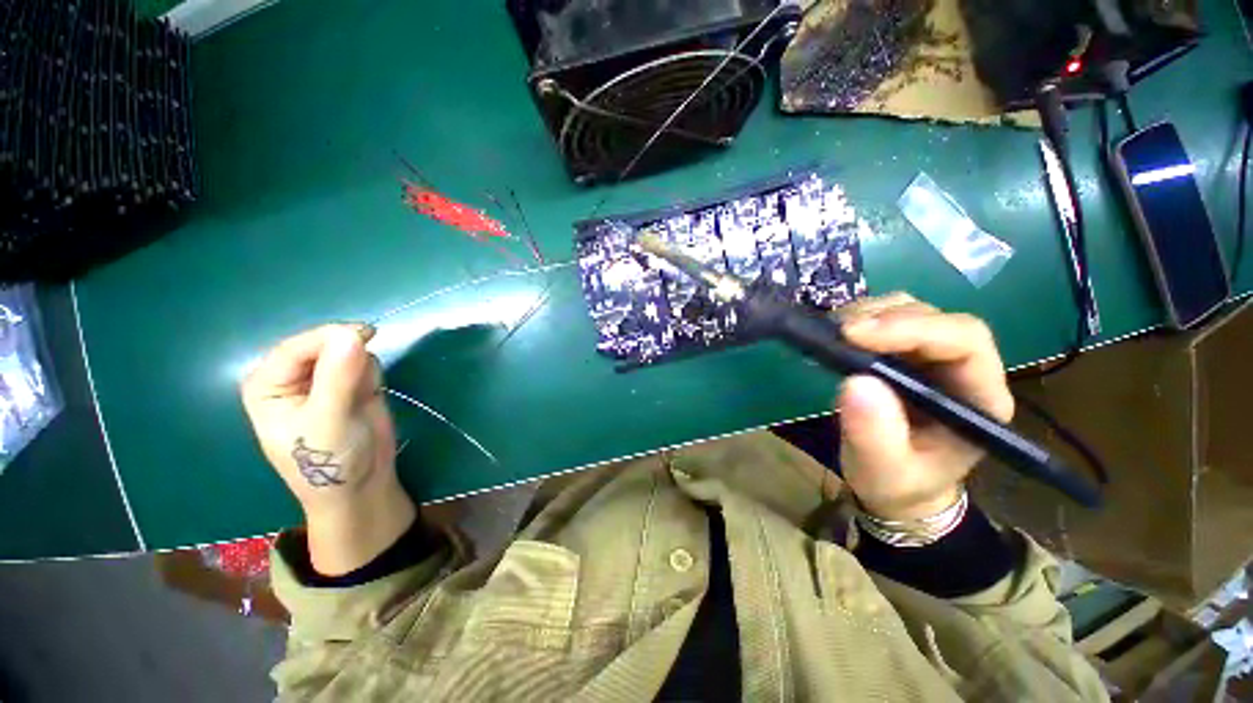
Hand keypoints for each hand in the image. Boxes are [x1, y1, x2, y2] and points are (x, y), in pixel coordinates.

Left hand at [241, 323, 414, 574]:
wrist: (361, 484)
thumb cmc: (329, 461)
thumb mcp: (329, 420)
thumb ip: (338, 376)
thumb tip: (352, 333)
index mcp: (269, 384)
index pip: (295, 348)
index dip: (327, 338)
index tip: (365, 335)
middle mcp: (293, 376)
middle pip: (323, 344)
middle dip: (348, 355)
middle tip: (365, 373)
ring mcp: (324, 378)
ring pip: (348, 350)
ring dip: (363, 368)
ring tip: (362, 396)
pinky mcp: (351, 383)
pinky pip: (366, 362)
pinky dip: (373, 374)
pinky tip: (369, 395)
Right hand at [835, 294, 1013, 521]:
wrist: (895, 485)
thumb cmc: (897, 482)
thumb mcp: (883, 470)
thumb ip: (874, 434)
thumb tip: (855, 381)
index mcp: (978, 398)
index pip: (964, 341)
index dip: (914, 329)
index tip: (856, 336)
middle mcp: (961, 368)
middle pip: (935, 318)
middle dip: (884, 318)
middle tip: (838, 334)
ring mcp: (930, 357)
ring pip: (909, 310)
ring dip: (869, 314)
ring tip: (833, 335)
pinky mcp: (902, 354)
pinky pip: (884, 319)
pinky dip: (858, 319)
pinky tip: (835, 335)